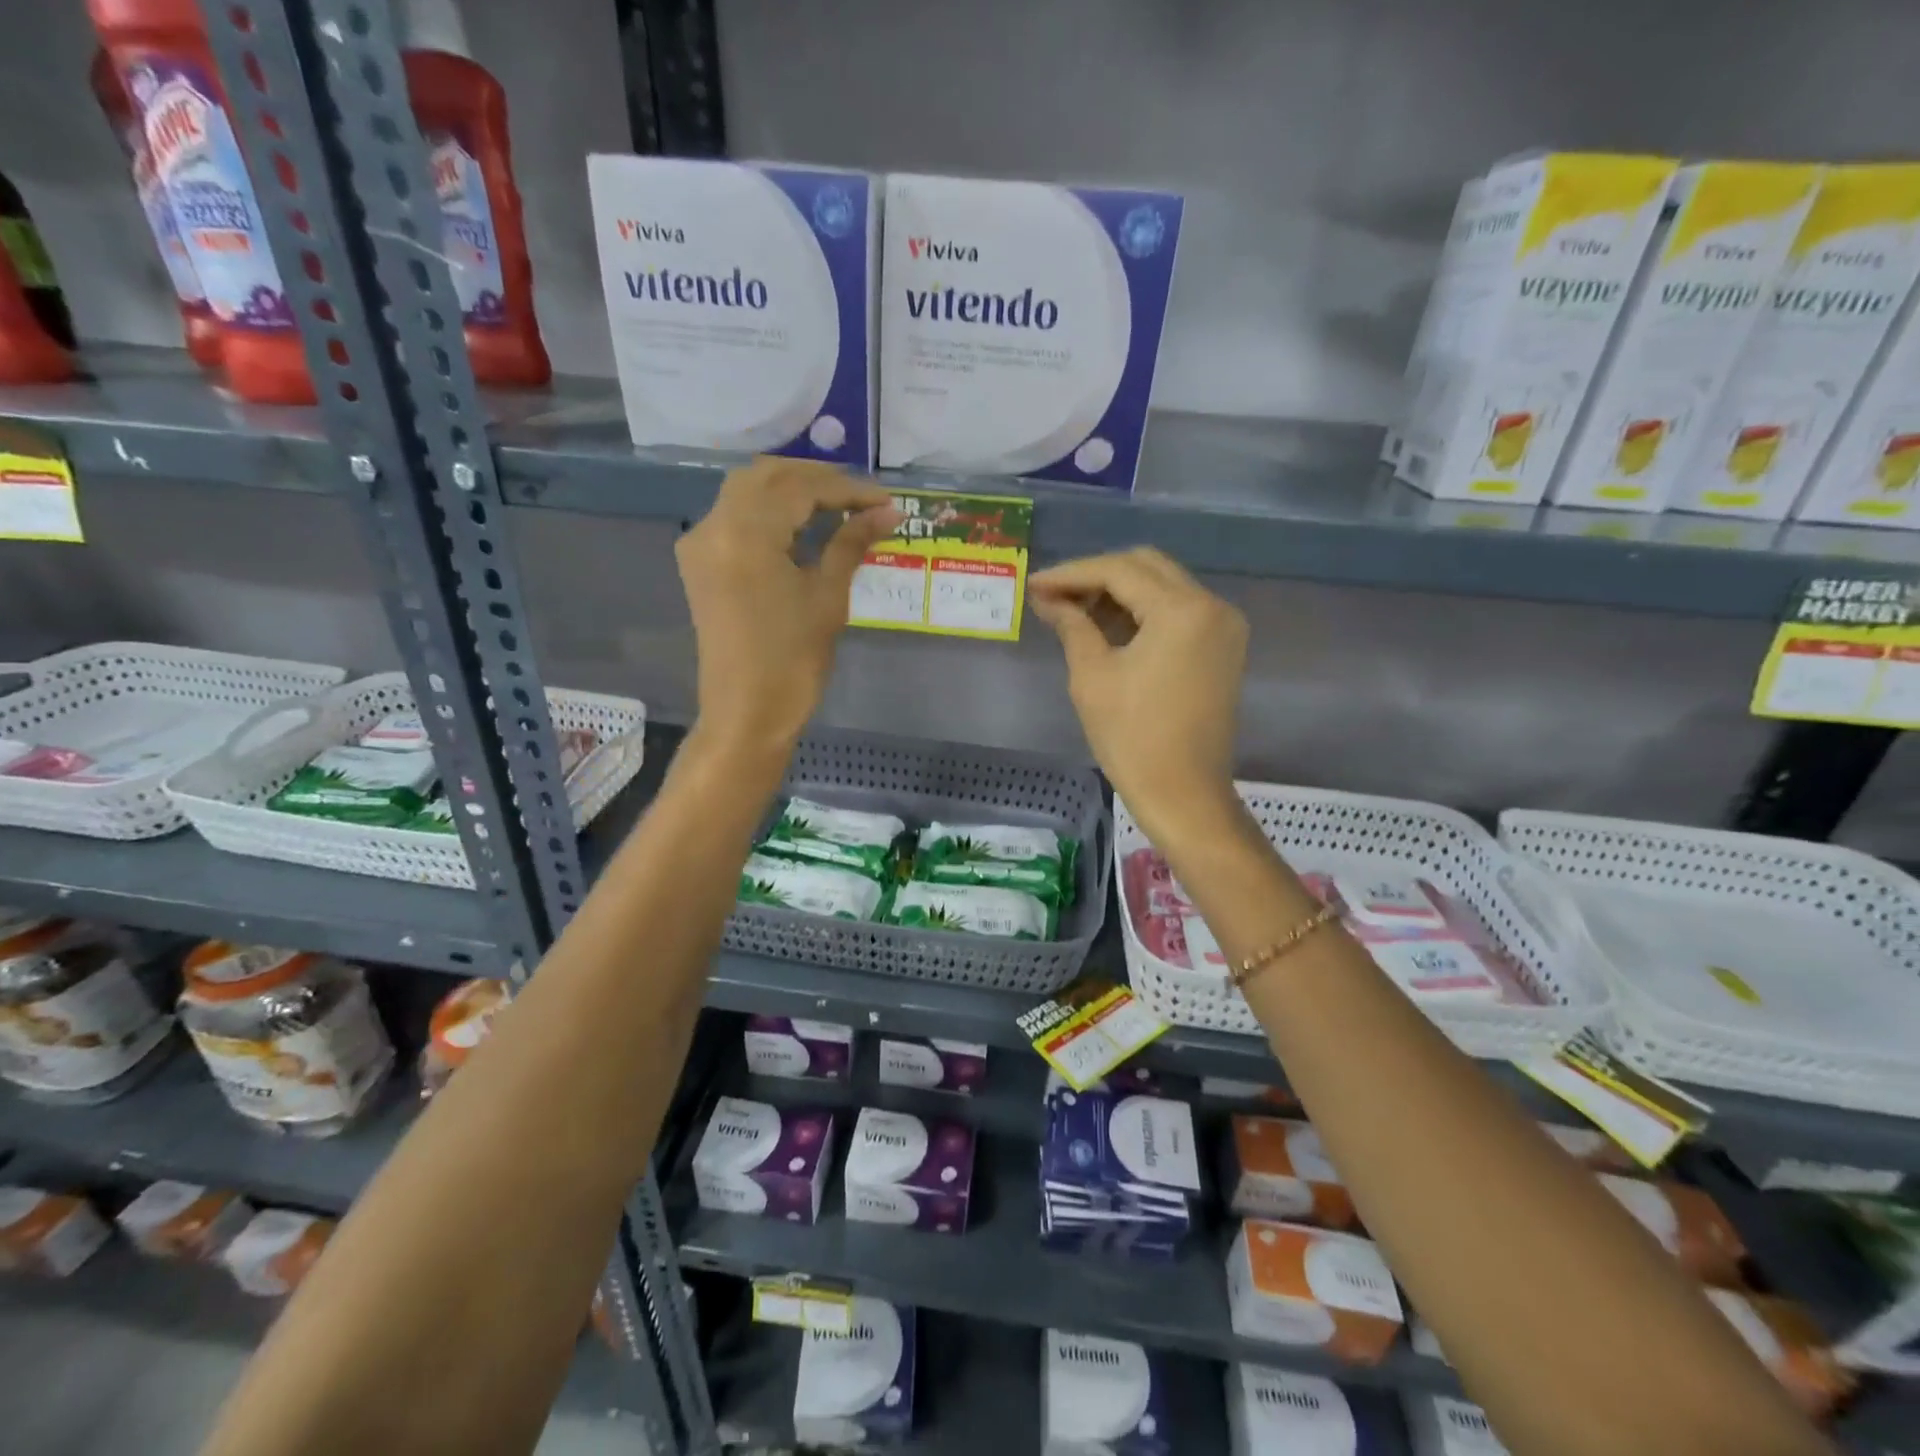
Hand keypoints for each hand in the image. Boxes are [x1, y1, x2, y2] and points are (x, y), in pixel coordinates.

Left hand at [676, 458, 898, 760]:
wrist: (746, 713)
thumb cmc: (793, 660)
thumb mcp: (828, 597)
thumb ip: (852, 543)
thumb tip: (887, 512)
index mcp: (745, 533)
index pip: (800, 488)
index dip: (847, 489)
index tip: (885, 502)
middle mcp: (713, 525)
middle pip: (767, 476)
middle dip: (817, 479)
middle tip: (860, 497)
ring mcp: (701, 543)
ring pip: (747, 491)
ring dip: (792, 489)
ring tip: (837, 506)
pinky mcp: (700, 562)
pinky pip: (735, 516)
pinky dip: (769, 510)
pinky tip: (802, 525)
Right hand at [1030, 548, 1247, 840]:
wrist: (1184, 794)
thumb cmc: (1132, 738)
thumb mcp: (1092, 676)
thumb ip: (1072, 625)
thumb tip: (1048, 598)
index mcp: (1182, 611)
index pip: (1119, 571)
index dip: (1072, 573)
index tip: (1035, 585)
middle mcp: (1212, 606)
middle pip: (1146, 567)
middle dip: (1097, 576)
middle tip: (1055, 597)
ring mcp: (1224, 626)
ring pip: (1164, 586)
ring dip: (1120, 592)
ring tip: (1076, 613)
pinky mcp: (1223, 647)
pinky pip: (1179, 611)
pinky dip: (1143, 612)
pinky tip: (1109, 627)